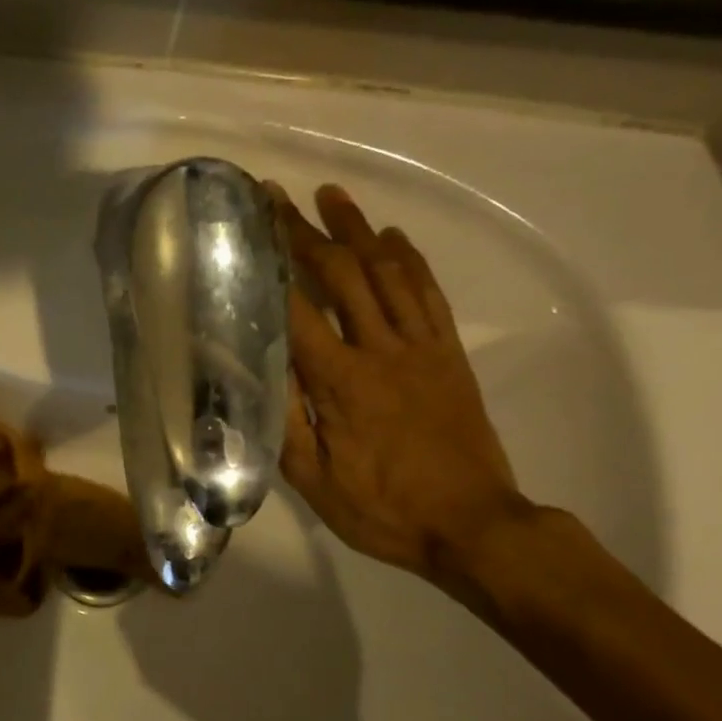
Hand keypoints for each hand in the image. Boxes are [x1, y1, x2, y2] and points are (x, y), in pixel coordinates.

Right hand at [271, 183, 530, 590]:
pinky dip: (409, 260)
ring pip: (387, 273)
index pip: (297, 308)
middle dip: (308, 232)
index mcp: (340, 382)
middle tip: (281, 197)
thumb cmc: (383, 510)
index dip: (272, 262)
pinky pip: (429, 294)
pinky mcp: (450, 355)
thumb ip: (281, 420)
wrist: (472, 524)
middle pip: (342, 275)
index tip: (249, 227)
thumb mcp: (313, 479)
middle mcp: (381, 350)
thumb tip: (252, 366)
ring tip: (332, 196)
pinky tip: (393, 238)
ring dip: (358, 229)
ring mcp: (422, 348)